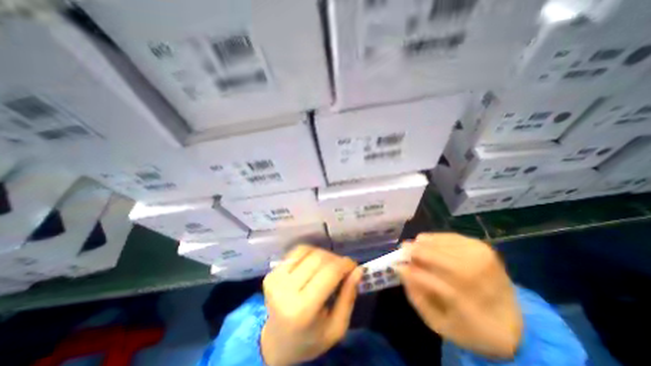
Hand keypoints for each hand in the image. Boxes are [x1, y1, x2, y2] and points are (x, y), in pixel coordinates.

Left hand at [260, 246, 360, 365]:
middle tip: (342, 268)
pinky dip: (310, 254)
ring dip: (323, 254)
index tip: (353, 266)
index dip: (345, 264)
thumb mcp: (336, 327)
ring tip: (328, 266)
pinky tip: (314, 264)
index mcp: (302, 309)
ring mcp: (275, 279)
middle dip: (335, 259)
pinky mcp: (271, 273)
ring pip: (307, 251)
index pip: (329, 273)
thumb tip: (358, 269)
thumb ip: (349, 296)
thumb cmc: (310, 339)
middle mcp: (285, 290)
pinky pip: (296, 252)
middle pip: (318, 258)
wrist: (277, 343)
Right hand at [397, 233, 522, 358]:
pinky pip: (444, 236)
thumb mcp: (438, 322)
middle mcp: (476, 273)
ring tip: (416, 252)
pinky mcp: (479, 245)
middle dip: (411, 252)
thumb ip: (417, 295)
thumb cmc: (470, 326)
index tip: (396, 266)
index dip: (408, 270)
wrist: (512, 322)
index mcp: (470, 303)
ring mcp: (479, 255)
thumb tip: (402, 268)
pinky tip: (431, 248)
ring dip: (420, 246)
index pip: (428, 279)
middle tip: (402, 254)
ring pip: (435, 242)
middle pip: (431, 254)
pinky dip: (432, 241)